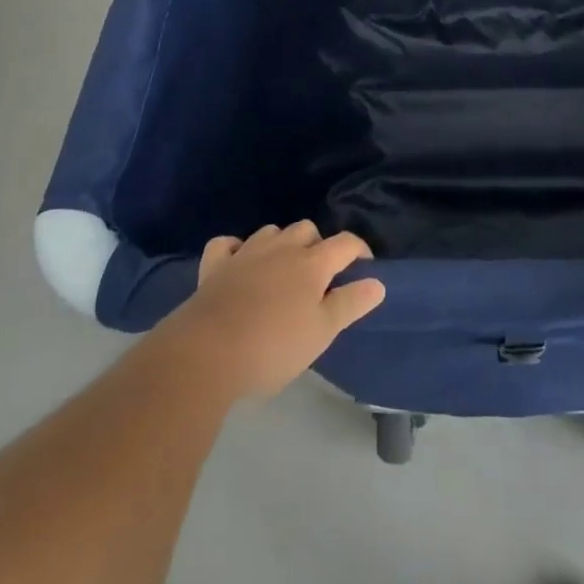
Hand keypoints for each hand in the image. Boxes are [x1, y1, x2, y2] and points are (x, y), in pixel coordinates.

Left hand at [156, 222, 385, 400]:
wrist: (206, 354)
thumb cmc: (273, 347)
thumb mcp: (321, 332)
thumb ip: (350, 304)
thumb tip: (377, 282)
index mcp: (312, 264)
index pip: (345, 243)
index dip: (360, 251)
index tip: (364, 269)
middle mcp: (281, 248)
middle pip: (307, 230)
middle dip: (318, 245)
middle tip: (320, 277)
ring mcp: (245, 253)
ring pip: (271, 232)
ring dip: (282, 244)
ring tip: (283, 271)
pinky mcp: (214, 266)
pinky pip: (227, 244)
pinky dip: (236, 249)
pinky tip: (239, 263)